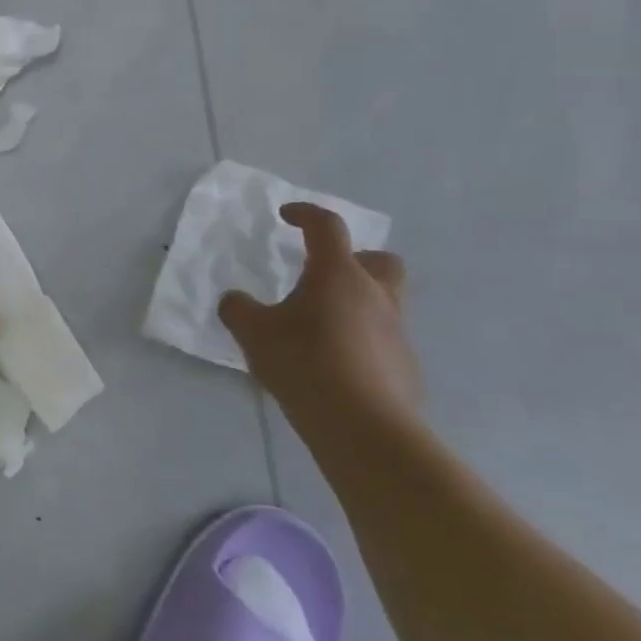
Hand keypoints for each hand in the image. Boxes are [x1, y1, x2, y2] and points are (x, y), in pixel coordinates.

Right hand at [218, 202, 420, 427]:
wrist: (364, 426)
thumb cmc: (305, 363)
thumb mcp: (253, 333)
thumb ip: (238, 309)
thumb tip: (235, 301)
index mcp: (337, 274)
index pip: (326, 227)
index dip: (306, 214)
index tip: (286, 216)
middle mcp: (374, 294)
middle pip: (379, 260)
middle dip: (354, 260)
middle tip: (322, 276)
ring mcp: (397, 331)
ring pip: (383, 301)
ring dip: (356, 303)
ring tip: (320, 328)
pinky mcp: (405, 366)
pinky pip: (382, 339)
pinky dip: (361, 340)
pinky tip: (334, 365)